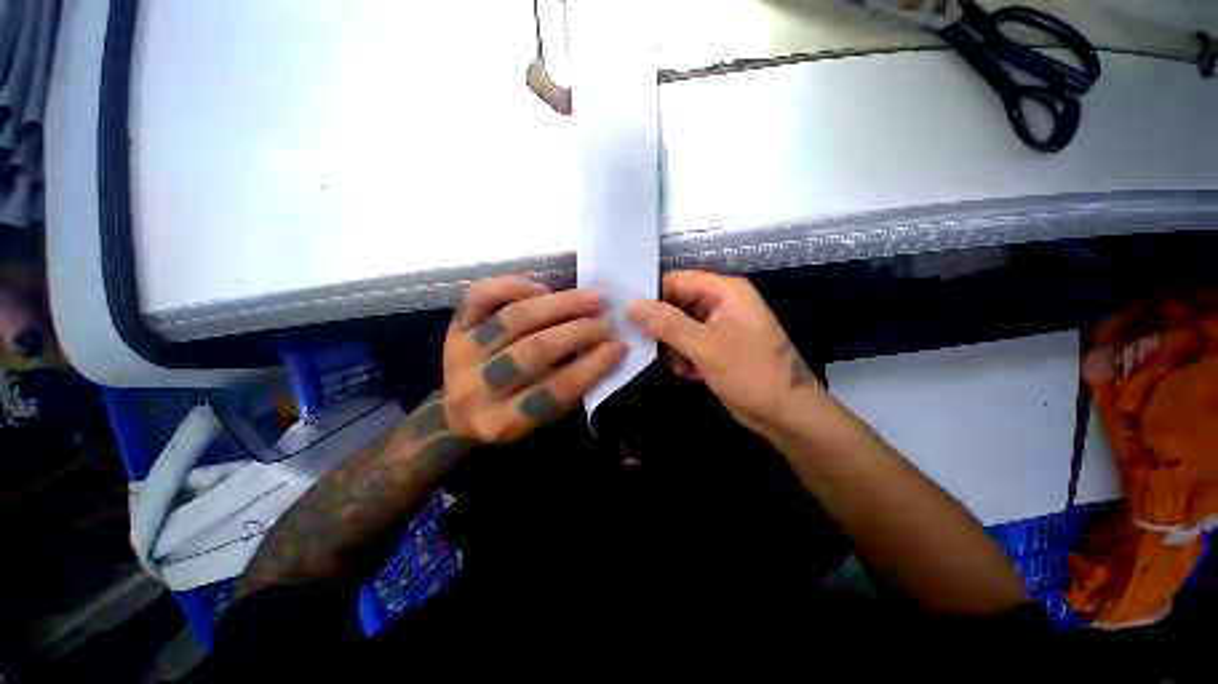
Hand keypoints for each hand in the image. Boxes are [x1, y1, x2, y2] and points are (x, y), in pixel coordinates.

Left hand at [443, 276, 625, 443]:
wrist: (459, 412)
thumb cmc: (512, 416)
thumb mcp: (544, 419)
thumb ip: (571, 390)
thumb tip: (603, 349)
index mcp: (503, 422)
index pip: (555, 390)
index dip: (592, 366)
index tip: (619, 346)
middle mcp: (476, 389)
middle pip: (534, 350)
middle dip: (579, 331)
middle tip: (607, 321)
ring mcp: (460, 353)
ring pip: (514, 318)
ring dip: (560, 304)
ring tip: (592, 298)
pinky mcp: (454, 326)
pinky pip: (480, 296)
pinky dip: (514, 286)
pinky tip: (543, 288)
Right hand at [628, 271, 824, 433]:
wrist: (785, 415)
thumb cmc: (750, 373)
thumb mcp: (706, 346)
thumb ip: (668, 324)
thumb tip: (632, 305)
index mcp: (725, 292)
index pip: (677, 280)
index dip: (652, 293)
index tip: (624, 311)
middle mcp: (720, 304)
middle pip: (676, 304)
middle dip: (659, 324)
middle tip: (636, 339)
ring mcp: (718, 328)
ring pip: (678, 327)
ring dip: (670, 345)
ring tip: (672, 362)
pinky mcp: (715, 348)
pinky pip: (687, 344)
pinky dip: (682, 357)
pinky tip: (686, 372)